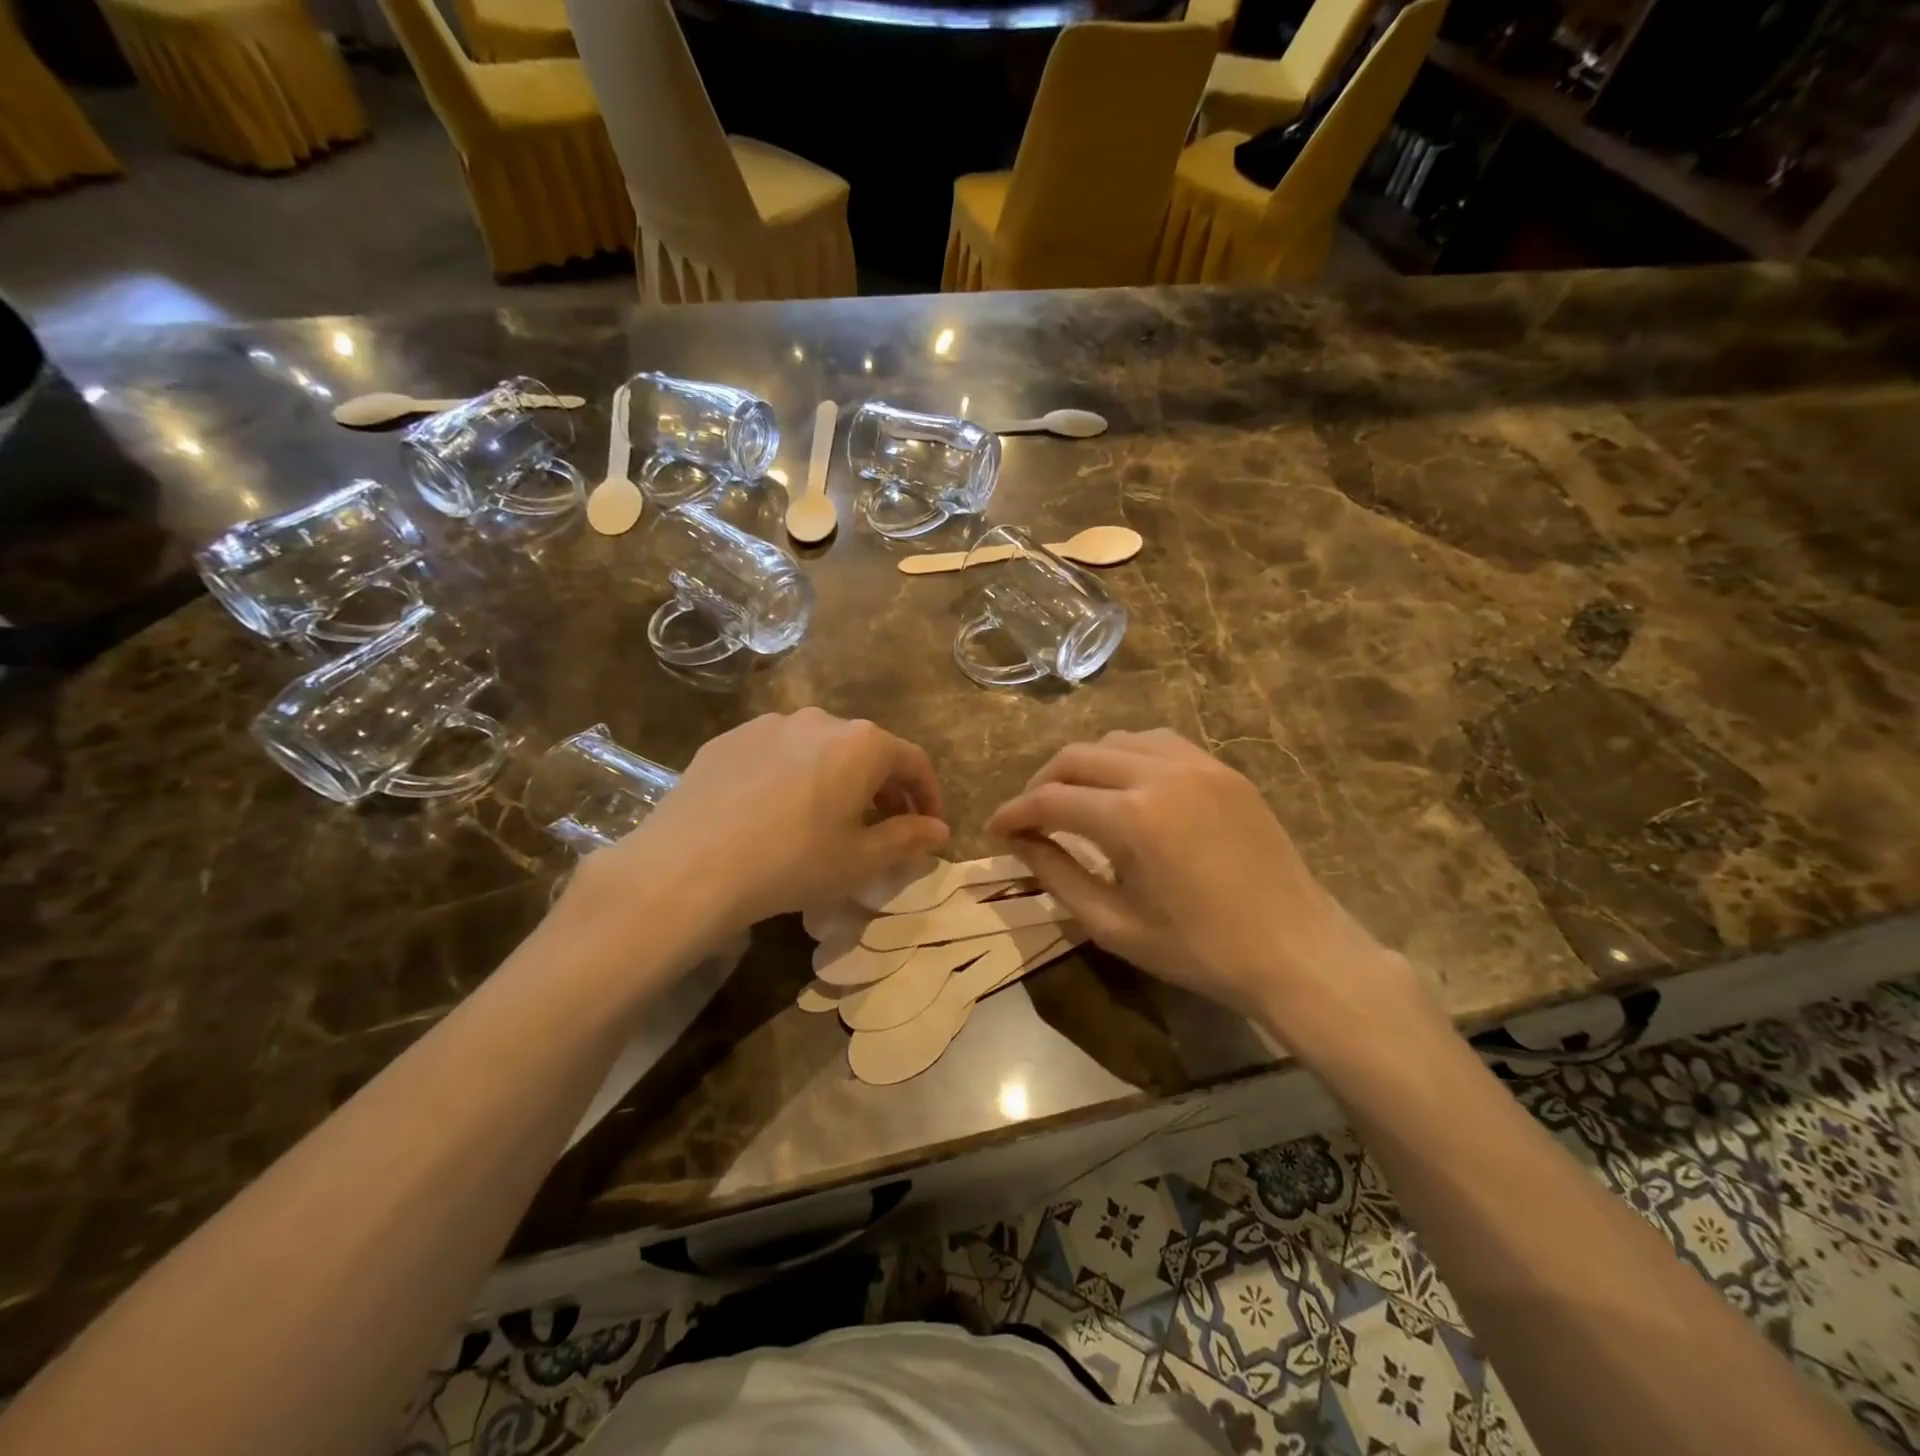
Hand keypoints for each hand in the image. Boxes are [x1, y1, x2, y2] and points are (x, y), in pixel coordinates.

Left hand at [569, 709, 949, 940]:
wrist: (688, 867)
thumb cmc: (792, 863)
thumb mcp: (860, 860)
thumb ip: (908, 839)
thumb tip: (940, 830)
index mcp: (861, 743)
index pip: (913, 761)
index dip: (929, 795)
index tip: (930, 827)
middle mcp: (819, 720)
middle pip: (867, 750)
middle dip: (884, 787)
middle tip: (884, 826)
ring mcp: (768, 724)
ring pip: (820, 748)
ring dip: (837, 777)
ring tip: (828, 817)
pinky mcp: (729, 739)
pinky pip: (777, 753)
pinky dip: (792, 775)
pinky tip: (775, 811)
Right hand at [987, 730, 1430, 1033]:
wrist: (1295, 950)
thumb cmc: (1199, 951)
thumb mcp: (1114, 924)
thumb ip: (1057, 876)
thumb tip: (1019, 841)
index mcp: (1132, 819)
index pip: (1051, 799)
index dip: (1014, 813)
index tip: (995, 829)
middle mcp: (1160, 774)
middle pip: (1076, 757)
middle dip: (1041, 783)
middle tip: (1029, 817)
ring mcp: (1197, 764)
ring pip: (1116, 740)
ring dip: (1083, 766)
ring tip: (1075, 800)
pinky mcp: (1222, 769)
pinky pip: (1158, 742)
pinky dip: (1127, 756)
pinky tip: (1125, 786)